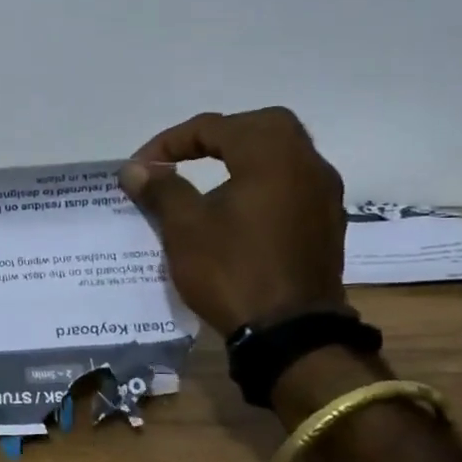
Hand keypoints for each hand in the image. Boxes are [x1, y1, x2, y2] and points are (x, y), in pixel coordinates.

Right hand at [118, 108, 347, 332]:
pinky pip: (291, 183)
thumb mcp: (185, 227)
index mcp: (272, 156)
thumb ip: (161, 189)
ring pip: (282, 153)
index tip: (142, 167)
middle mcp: (307, 165)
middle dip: (217, 135)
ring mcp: (324, 195)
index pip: (215, 126)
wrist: (290, 335)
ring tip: (207, 179)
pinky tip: (238, 208)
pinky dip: (262, 181)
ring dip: (243, 156)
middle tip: (185, 157)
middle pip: (261, 126)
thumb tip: (135, 169)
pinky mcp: (326, 223)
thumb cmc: (232, 271)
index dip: (171, 141)